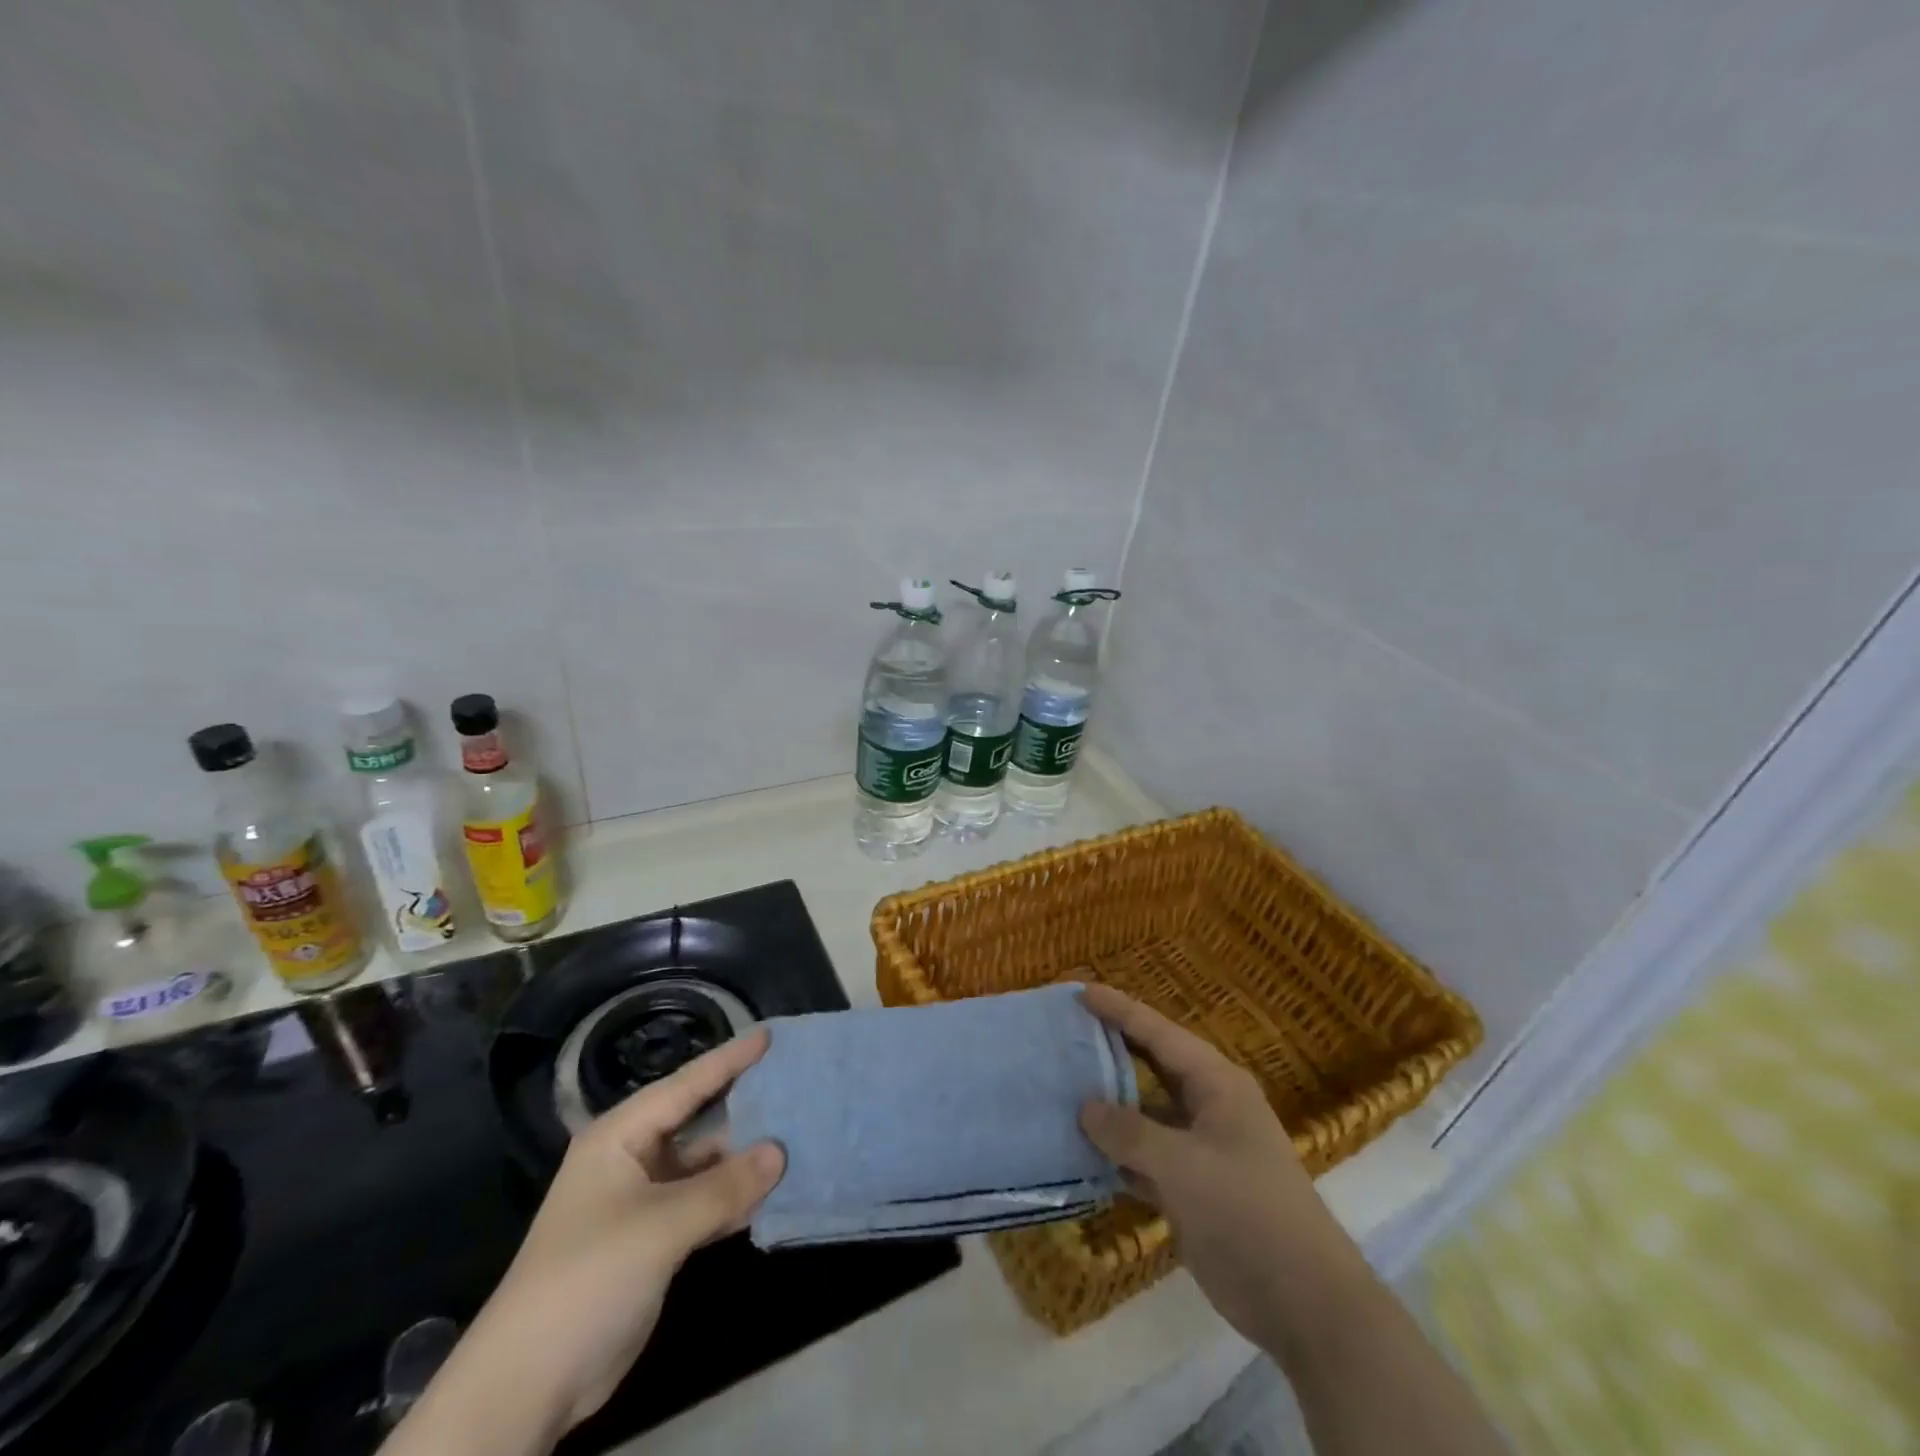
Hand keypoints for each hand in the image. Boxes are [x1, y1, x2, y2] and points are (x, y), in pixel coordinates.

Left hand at [382, 1031, 783, 1454]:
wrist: (529, 1384)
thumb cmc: (588, 1278)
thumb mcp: (660, 1227)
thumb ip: (724, 1187)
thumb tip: (780, 1152)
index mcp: (621, 1136)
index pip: (684, 1085)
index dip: (728, 1060)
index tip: (770, 1036)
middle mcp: (633, 1158)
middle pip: (698, 1122)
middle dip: (745, 1108)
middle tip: (796, 1086)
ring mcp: (644, 1201)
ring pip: (705, 1166)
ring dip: (745, 1159)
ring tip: (798, 1136)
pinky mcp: (655, 1241)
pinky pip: (704, 1204)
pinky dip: (735, 1198)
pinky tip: (774, 1191)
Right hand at [1077, 986, 1351, 1358]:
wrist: (1303, 1303)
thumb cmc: (1247, 1212)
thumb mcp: (1184, 1166)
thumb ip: (1130, 1133)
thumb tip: (1084, 1108)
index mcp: (1216, 1084)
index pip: (1159, 1033)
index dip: (1120, 1011)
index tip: (1081, 991)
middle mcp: (1208, 1107)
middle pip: (1151, 1067)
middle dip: (1111, 1050)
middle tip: (1065, 1032)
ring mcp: (1200, 1149)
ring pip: (1144, 1114)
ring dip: (1108, 1105)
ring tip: (1060, 1086)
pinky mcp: (1191, 1189)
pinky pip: (1144, 1157)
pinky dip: (1115, 1153)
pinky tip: (1078, 1150)